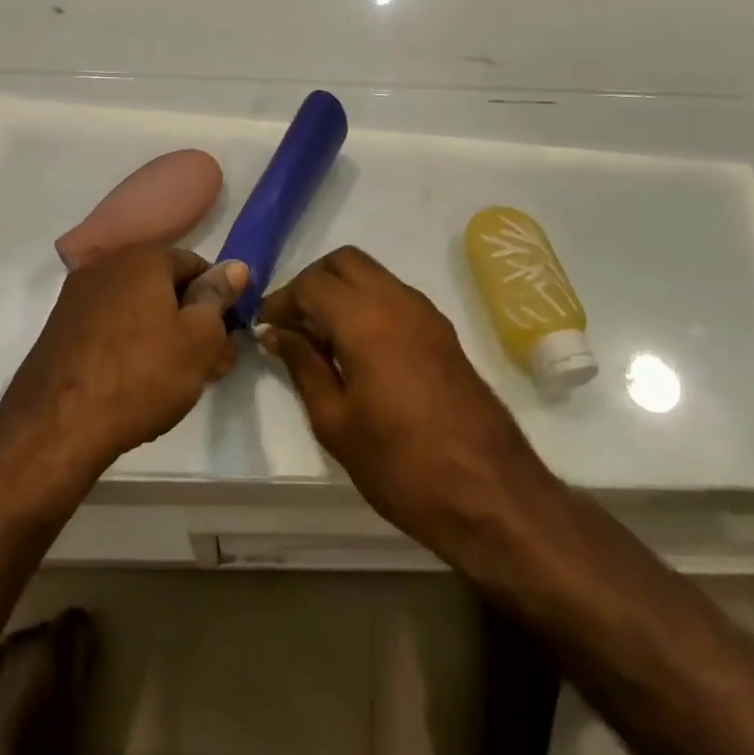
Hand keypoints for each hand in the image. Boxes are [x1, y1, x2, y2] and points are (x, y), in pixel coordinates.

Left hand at [0, 247, 247, 481]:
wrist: (56, 427)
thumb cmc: (142, 374)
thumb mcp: (199, 338)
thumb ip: (218, 297)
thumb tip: (233, 267)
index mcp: (143, 257)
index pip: (195, 264)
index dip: (218, 299)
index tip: (227, 336)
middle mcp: (106, 265)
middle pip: (164, 287)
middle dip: (192, 321)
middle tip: (212, 364)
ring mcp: (77, 297)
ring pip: (137, 310)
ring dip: (164, 336)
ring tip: (181, 380)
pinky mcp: (59, 330)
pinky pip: (110, 328)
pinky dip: (131, 346)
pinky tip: (141, 382)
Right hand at [257, 247, 550, 561]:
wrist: (489, 491)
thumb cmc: (400, 464)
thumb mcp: (336, 422)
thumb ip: (304, 367)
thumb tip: (277, 333)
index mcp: (366, 319)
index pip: (312, 283)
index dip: (282, 300)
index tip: (264, 327)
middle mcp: (398, 301)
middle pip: (344, 262)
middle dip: (311, 283)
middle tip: (292, 324)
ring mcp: (426, 313)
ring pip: (372, 275)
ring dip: (341, 292)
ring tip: (319, 340)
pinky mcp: (442, 331)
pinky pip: (394, 297)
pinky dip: (367, 305)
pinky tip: (355, 349)